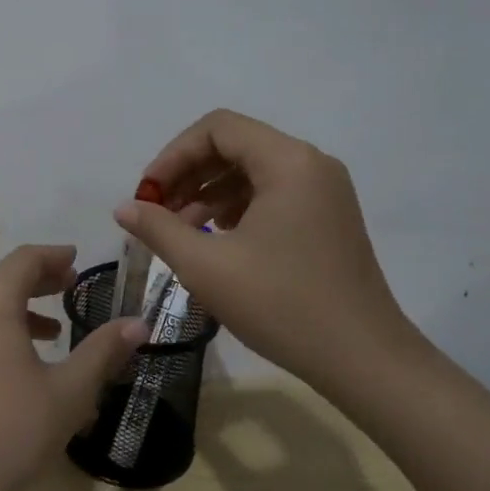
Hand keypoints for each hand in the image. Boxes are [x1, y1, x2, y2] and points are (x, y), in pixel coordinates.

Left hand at [0, 245, 144, 490]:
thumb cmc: (13, 431)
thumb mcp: (69, 391)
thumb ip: (103, 351)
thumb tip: (139, 323)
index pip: (24, 260)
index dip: (54, 256)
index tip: (78, 260)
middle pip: (3, 277)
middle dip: (40, 279)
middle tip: (72, 287)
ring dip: (21, 305)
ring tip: (56, 328)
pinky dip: (1, 327)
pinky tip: (24, 360)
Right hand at [113, 109, 415, 392]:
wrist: (365, 361)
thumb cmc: (283, 306)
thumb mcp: (207, 267)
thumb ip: (159, 229)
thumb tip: (124, 208)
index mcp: (288, 162)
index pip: (218, 128)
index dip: (174, 155)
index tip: (148, 194)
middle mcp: (311, 164)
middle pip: (234, 145)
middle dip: (188, 173)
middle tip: (156, 211)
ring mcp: (324, 191)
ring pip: (251, 170)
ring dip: (208, 191)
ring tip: (178, 229)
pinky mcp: (327, 217)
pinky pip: (271, 193)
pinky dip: (236, 206)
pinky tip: (214, 237)